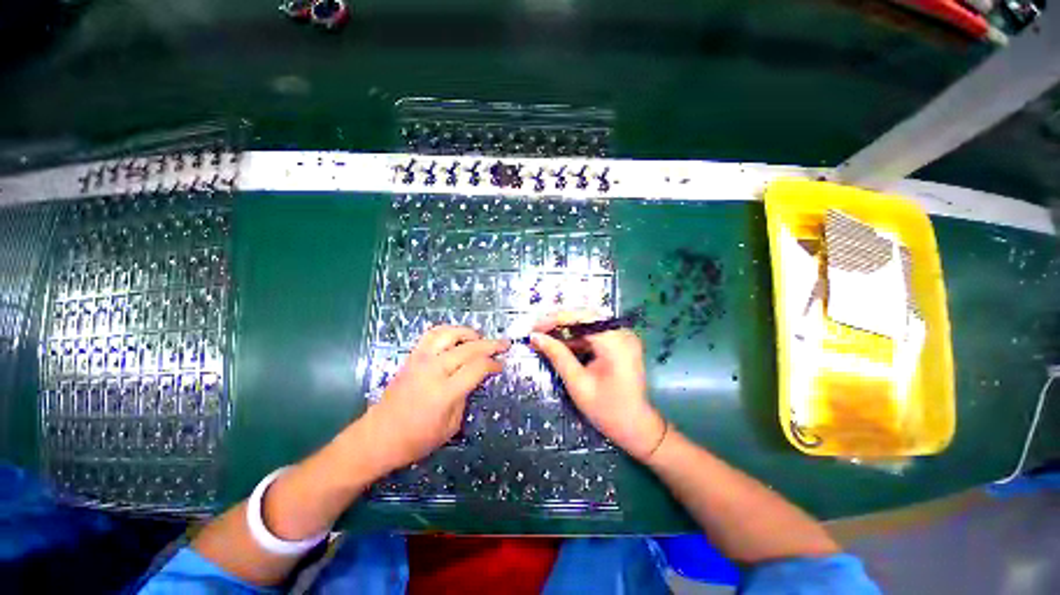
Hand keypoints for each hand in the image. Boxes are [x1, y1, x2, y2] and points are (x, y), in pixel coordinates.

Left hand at [364, 325, 508, 471]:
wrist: (378, 437)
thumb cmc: (416, 439)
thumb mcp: (451, 426)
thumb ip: (465, 398)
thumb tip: (474, 378)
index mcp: (445, 392)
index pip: (477, 367)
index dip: (493, 364)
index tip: (501, 366)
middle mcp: (433, 370)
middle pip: (469, 348)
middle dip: (491, 344)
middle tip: (505, 344)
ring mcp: (421, 360)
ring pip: (450, 334)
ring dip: (469, 333)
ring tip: (480, 337)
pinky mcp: (412, 357)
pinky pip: (432, 334)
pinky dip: (448, 330)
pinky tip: (456, 336)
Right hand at [531, 311, 666, 461]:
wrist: (636, 428)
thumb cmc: (607, 410)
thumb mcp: (577, 383)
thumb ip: (557, 355)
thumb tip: (535, 337)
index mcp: (615, 342)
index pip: (581, 318)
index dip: (555, 319)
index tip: (534, 328)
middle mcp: (622, 333)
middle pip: (584, 318)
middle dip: (558, 323)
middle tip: (537, 333)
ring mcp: (622, 337)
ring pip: (588, 325)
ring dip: (566, 331)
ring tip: (544, 339)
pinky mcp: (619, 344)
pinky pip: (594, 334)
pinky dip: (576, 338)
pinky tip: (561, 345)